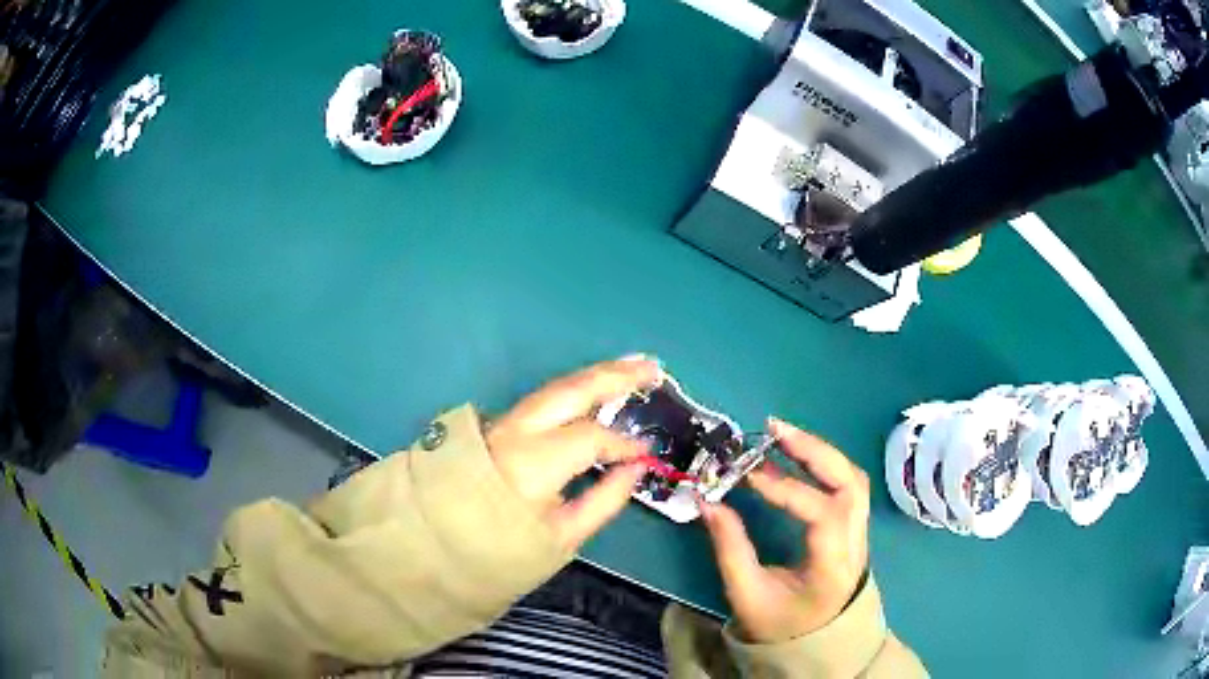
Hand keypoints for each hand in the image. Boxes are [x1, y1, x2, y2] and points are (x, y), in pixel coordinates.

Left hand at [486, 357, 661, 550]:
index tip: (645, 455)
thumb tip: (635, 468)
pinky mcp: (494, 424)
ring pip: (554, 389)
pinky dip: (573, 390)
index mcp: (531, 462)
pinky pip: (542, 400)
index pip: (590, 437)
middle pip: (570, 391)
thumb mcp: (560, 537)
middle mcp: (514, 431)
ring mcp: (500, 423)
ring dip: (594, 376)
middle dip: (615, 375)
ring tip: (631, 368)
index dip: (622, 444)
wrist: (438, 542)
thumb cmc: (500, 548)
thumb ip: (604, 500)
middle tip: (653, 367)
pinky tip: (592, 390)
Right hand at [700, 417, 870, 644]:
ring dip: (821, 453)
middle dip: (815, 451)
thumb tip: (708, 501)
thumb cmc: (779, 624)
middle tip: (775, 430)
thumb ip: (730, 548)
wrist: (813, 641)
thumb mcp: (747, 595)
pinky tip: (798, 457)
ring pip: (854, 479)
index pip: (823, 516)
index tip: (750, 475)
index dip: (788, 489)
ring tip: (783, 436)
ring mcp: (860, 533)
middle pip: (851, 484)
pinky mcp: (854, 527)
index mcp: (833, 568)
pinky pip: (848, 485)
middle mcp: (856, 544)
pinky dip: (825, 465)